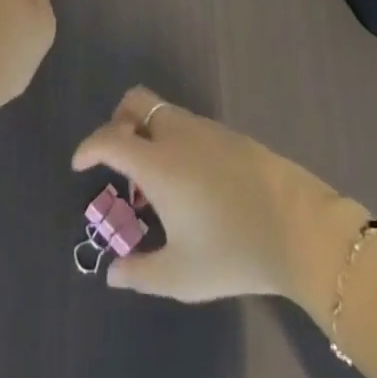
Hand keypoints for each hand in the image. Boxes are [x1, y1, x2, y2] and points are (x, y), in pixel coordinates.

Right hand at [70, 86, 364, 309]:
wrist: (296, 226)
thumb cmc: (231, 250)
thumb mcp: (180, 275)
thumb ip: (140, 273)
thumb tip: (113, 272)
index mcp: (158, 163)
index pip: (110, 138)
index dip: (89, 147)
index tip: (79, 165)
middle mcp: (177, 134)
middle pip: (137, 102)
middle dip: (118, 121)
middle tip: (118, 159)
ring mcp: (206, 128)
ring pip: (164, 111)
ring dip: (148, 131)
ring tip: (154, 181)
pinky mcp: (229, 134)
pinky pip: (188, 124)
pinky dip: (173, 138)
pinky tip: (187, 181)